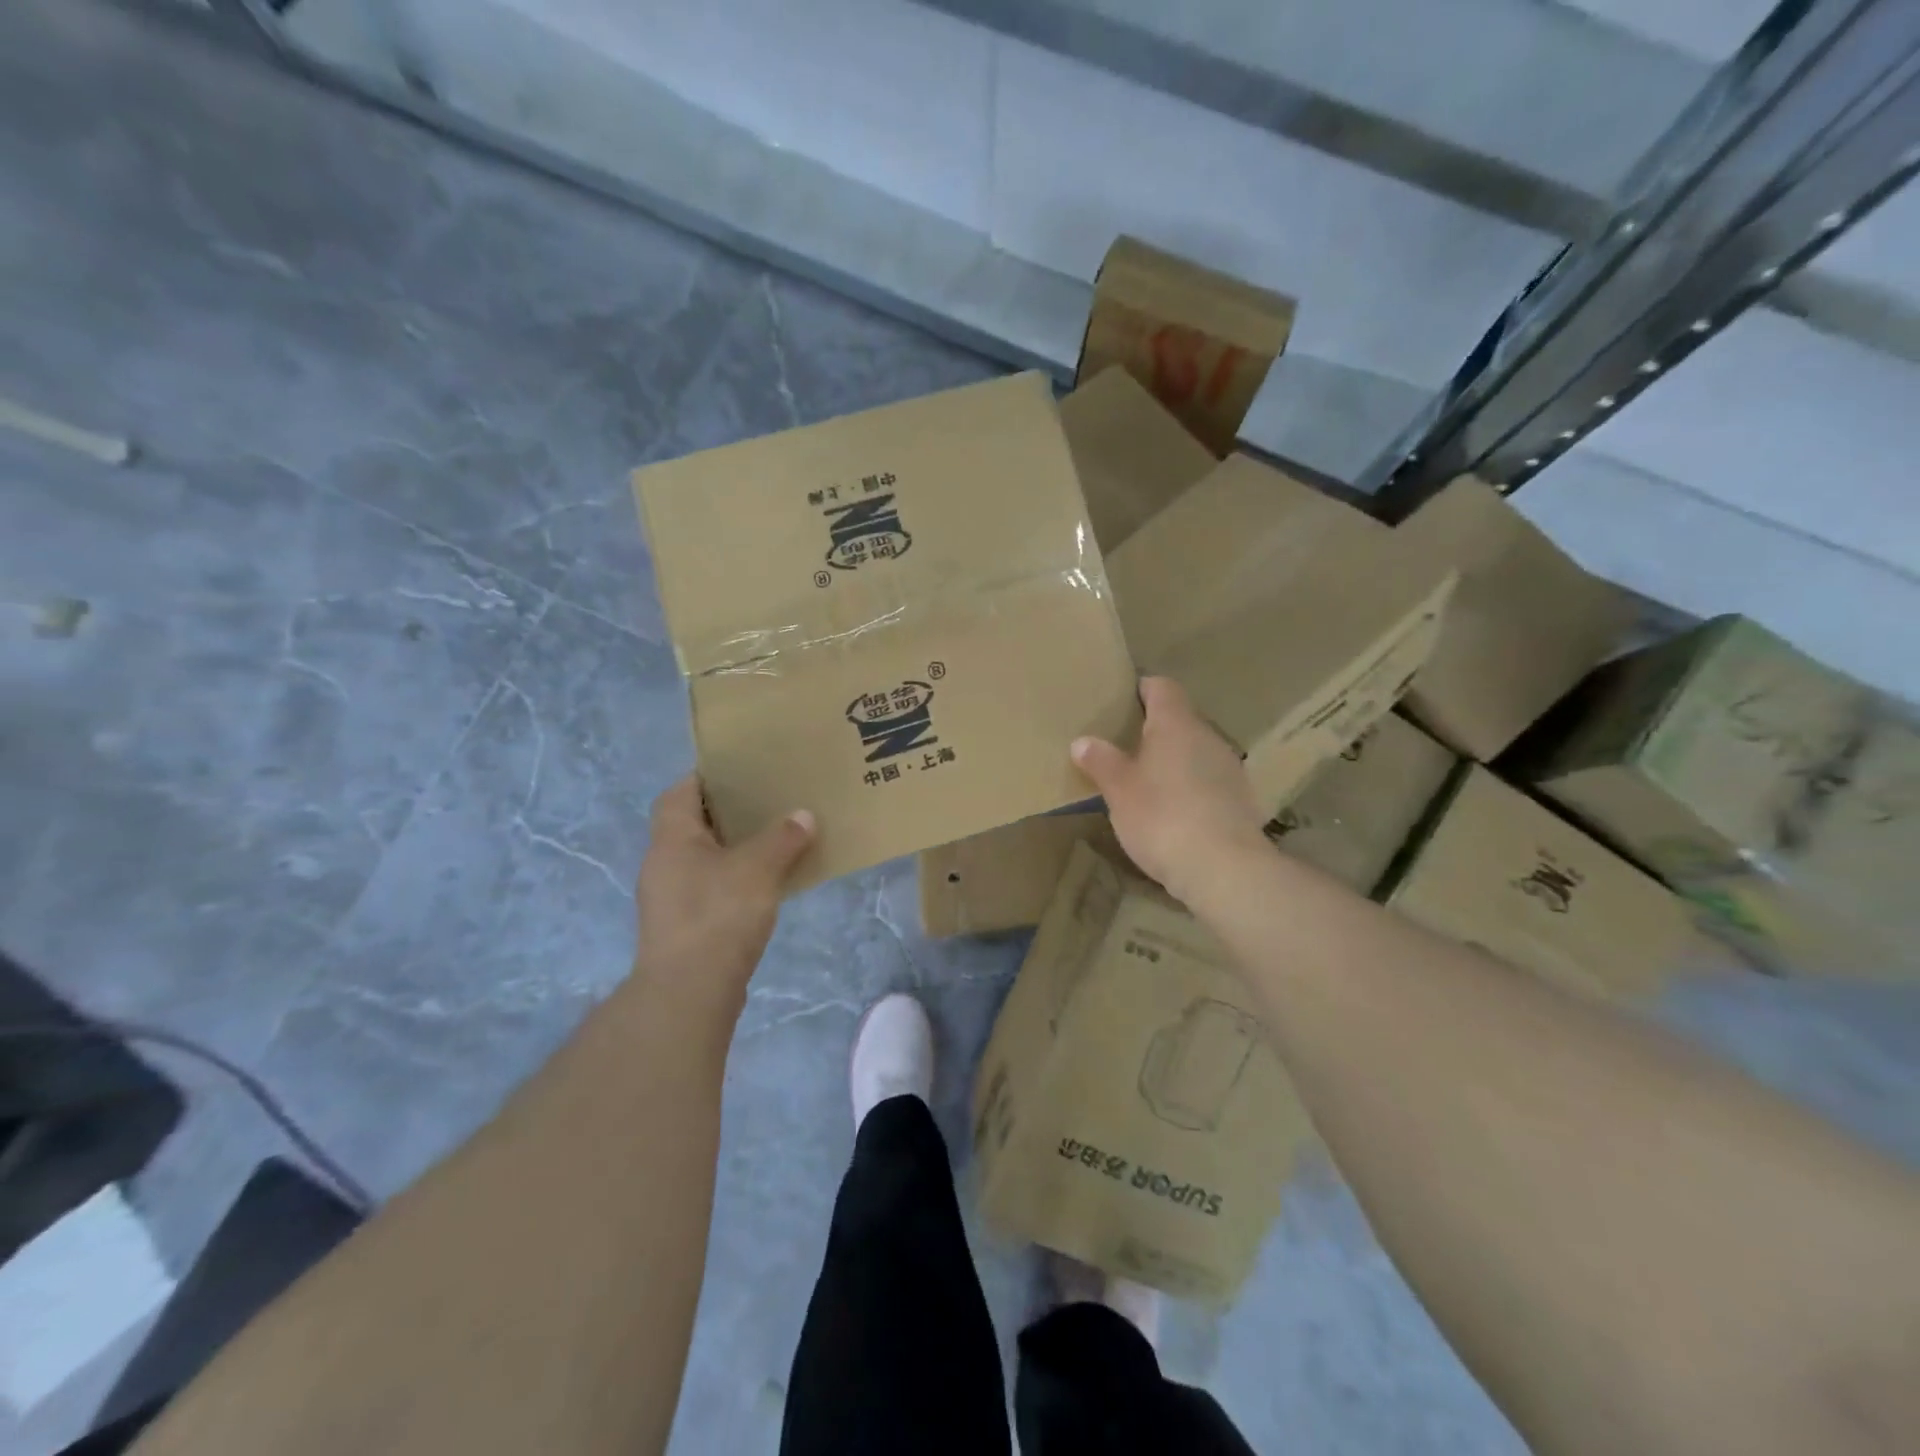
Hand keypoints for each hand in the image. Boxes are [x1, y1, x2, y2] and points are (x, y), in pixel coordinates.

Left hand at [634, 776, 814, 1012]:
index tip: (741, 772)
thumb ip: (783, 838)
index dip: (706, 778)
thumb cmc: (718, 915)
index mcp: (671, 839)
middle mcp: (662, 864)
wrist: (689, 992)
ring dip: (733, 850)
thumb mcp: (759, 868)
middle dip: (727, 814)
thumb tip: (803, 816)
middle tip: (767, 804)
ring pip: (702, 859)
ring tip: (773, 841)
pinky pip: (709, 889)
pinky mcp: (683, 928)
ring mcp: (669, 899)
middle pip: (692, 825)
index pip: (679, 793)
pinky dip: (733, 881)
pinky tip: (764, 886)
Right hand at [1071, 677, 1269, 905]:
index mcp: (1176, 724)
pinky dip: (1191, 787)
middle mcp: (1207, 736)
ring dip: (1174, 760)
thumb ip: (1101, 761)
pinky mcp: (1241, 800)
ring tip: (1146, 781)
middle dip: (1154, 730)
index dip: (1142, 689)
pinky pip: (1209, 781)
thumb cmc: (1161, 817)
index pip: (1162, 687)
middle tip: (1123, 747)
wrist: (1223, 868)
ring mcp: (1230, 768)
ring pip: (1196, 751)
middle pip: (1180, 720)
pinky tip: (1174, 811)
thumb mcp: (1118, 791)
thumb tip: (1082, 741)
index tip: (1121, 700)